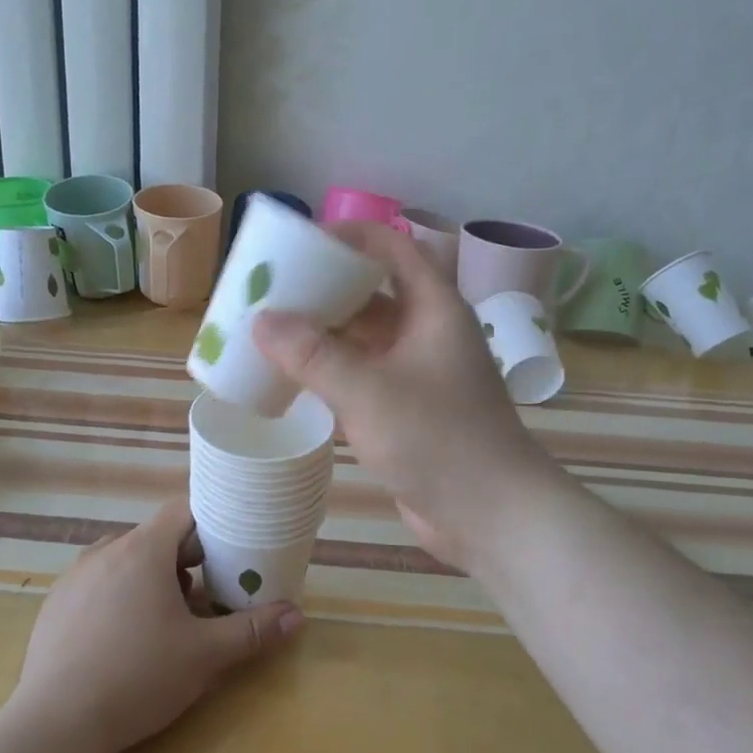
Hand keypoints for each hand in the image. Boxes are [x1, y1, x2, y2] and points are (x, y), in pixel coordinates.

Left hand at [10, 499, 302, 752]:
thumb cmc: (137, 677)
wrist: (55, 724)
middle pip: (155, 538)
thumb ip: (252, 631)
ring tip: (164, 622)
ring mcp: (74, 577)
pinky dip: (117, 597)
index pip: (183, 511)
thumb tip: (296, 615)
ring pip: (124, 561)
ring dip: (150, 579)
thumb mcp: (204, 656)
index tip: (229, 548)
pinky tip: (121, 640)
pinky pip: (96, 584)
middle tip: (204, 597)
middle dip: (184, 561)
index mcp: (142, 550)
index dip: (210, 524)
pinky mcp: (55, 604)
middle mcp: (105, 551)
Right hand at [252, 222, 559, 568]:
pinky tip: (291, 379)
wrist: (490, 515)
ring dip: (323, 335)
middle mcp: (427, 333)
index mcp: (433, 309)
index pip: (394, 249)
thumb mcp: (368, 391)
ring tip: (270, 332)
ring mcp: (418, 374)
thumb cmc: (437, 438)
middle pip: (372, 294)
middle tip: (272, 290)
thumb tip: (262, 320)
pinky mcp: (406, 410)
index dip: (352, 236)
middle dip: (324, 290)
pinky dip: (329, 374)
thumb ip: (312, 355)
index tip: (302, 241)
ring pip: (364, 340)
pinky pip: (362, 377)